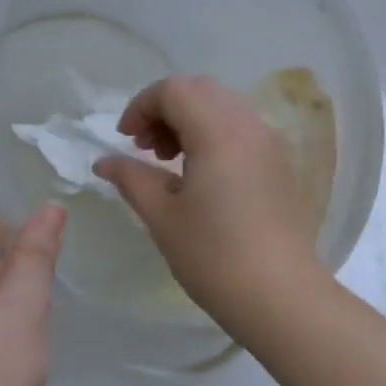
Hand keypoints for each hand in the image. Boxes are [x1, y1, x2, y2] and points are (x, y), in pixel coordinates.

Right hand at [94, 75, 324, 319]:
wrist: (281, 295)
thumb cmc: (214, 256)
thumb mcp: (163, 217)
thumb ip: (132, 178)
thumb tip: (105, 162)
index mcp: (219, 131)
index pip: (174, 90)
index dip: (142, 106)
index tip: (125, 140)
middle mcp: (249, 125)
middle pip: (200, 90)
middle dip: (166, 108)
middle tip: (146, 148)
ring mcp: (270, 142)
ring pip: (224, 105)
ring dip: (191, 119)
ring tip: (170, 161)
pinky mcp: (280, 162)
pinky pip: (242, 127)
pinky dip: (215, 133)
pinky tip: (202, 173)